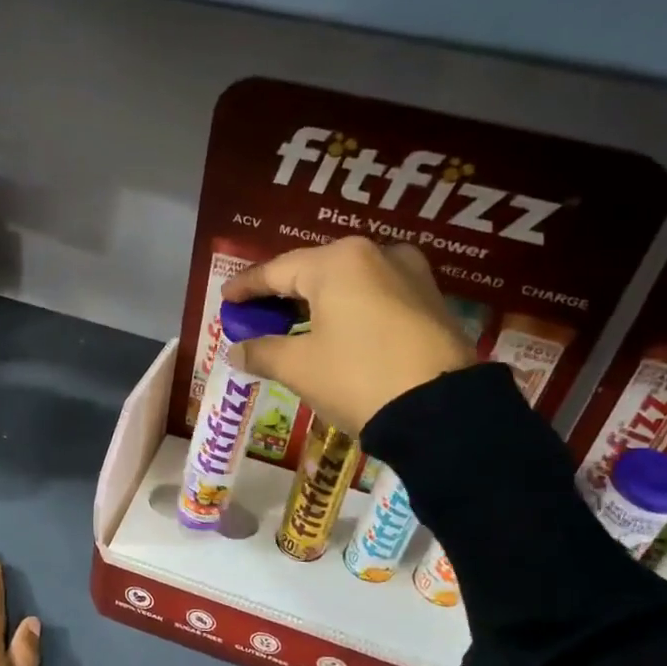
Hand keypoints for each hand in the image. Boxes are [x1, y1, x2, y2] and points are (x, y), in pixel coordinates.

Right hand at [221, 237, 476, 435]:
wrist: (441, 411)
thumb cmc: (357, 377)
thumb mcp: (300, 367)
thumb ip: (262, 351)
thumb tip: (236, 350)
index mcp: (338, 262)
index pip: (277, 270)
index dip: (247, 287)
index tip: (226, 299)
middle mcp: (376, 254)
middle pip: (314, 271)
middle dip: (282, 294)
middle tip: (256, 315)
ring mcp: (410, 274)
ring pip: (348, 283)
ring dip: (317, 303)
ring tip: (293, 325)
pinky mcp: (431, 300)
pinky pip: (375, 297)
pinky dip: (348, 310)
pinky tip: (335, 331)